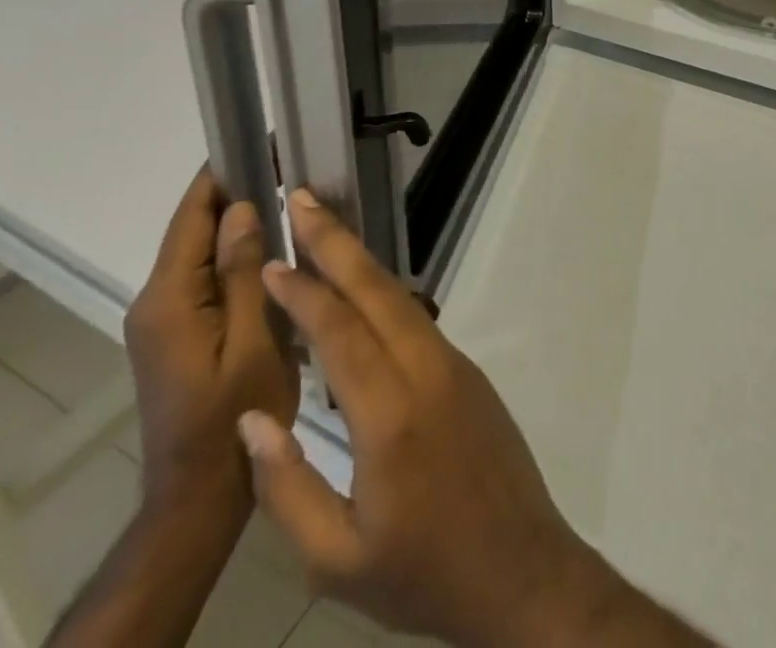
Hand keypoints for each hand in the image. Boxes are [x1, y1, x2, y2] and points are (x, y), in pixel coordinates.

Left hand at [124, 170, 298, 521]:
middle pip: (194, 228)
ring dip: (237, 224)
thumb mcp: (251, 340)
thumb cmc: (233, 414)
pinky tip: (270, 250)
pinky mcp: (174, 333)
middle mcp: (155, 300)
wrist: (199, 494)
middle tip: (287, 166)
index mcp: (169, 297)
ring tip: (287, 197)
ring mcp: (161, 319)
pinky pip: (203, 277)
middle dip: (236, 193)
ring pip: (200, 252)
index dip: (222, 173)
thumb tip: (241, 208)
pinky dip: (232, 255)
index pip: (192, 215)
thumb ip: (241, 271)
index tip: (259, 140)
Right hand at [236, 191, 624, 647]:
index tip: (272, 262)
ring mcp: (454, 365)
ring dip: (361, 263)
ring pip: (400, 299)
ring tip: (326, 233)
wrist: (521, 570)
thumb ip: (287, 487)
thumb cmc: (422, 575)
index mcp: (390, 416)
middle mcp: (426, 371)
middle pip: (376, 290)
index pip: (339, 332)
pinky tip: (360, 295)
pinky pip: (417, 321)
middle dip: (336, 241)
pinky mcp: (468, 372)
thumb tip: (253, 417)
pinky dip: (383, 296)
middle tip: (304, 200)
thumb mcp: (335, 560)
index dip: (303, 293)